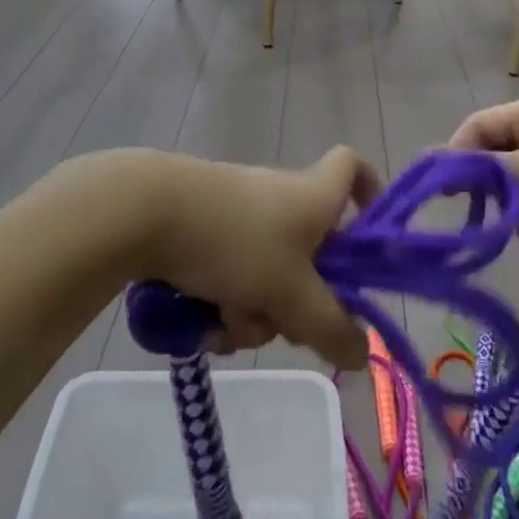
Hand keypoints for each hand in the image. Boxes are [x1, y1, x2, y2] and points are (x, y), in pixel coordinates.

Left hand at [123, 147, 379, 368]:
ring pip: (268, 274)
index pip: (352, 167)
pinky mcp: (209, 227)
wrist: (151, 213)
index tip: (365, 236)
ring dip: (254, 309)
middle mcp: (282, 197)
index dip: (368, 191)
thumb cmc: (237, 242)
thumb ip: (331, 328)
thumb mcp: (291, 295)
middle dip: (298, 300)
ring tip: (226, 319)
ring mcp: (243, 212)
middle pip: (311, 253)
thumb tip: (363, 352)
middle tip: (282, 321)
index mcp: (313, 197)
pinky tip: (202, 317)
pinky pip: (233, 273)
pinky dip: (225, 300)